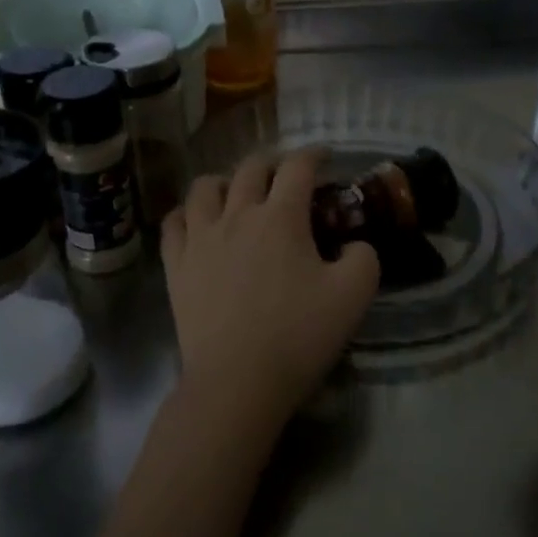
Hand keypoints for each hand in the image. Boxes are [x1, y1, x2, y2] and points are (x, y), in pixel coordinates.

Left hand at [162, 150, 380, 435]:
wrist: (237, 381)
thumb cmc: (298, 336)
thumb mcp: (353, 296)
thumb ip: (364, 258)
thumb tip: (353, 245)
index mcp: (281, 217)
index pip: (297, 167)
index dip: (313, 154)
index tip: (324, 157)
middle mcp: (237, 215)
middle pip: (250, 168)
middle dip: (272, 163)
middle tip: (285, 175)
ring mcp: (200, 238)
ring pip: (204, 187)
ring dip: (225, 181)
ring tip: (236, 192)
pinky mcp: (176, 265)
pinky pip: (174, 222)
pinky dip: (187, 213)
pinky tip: (196, 221)